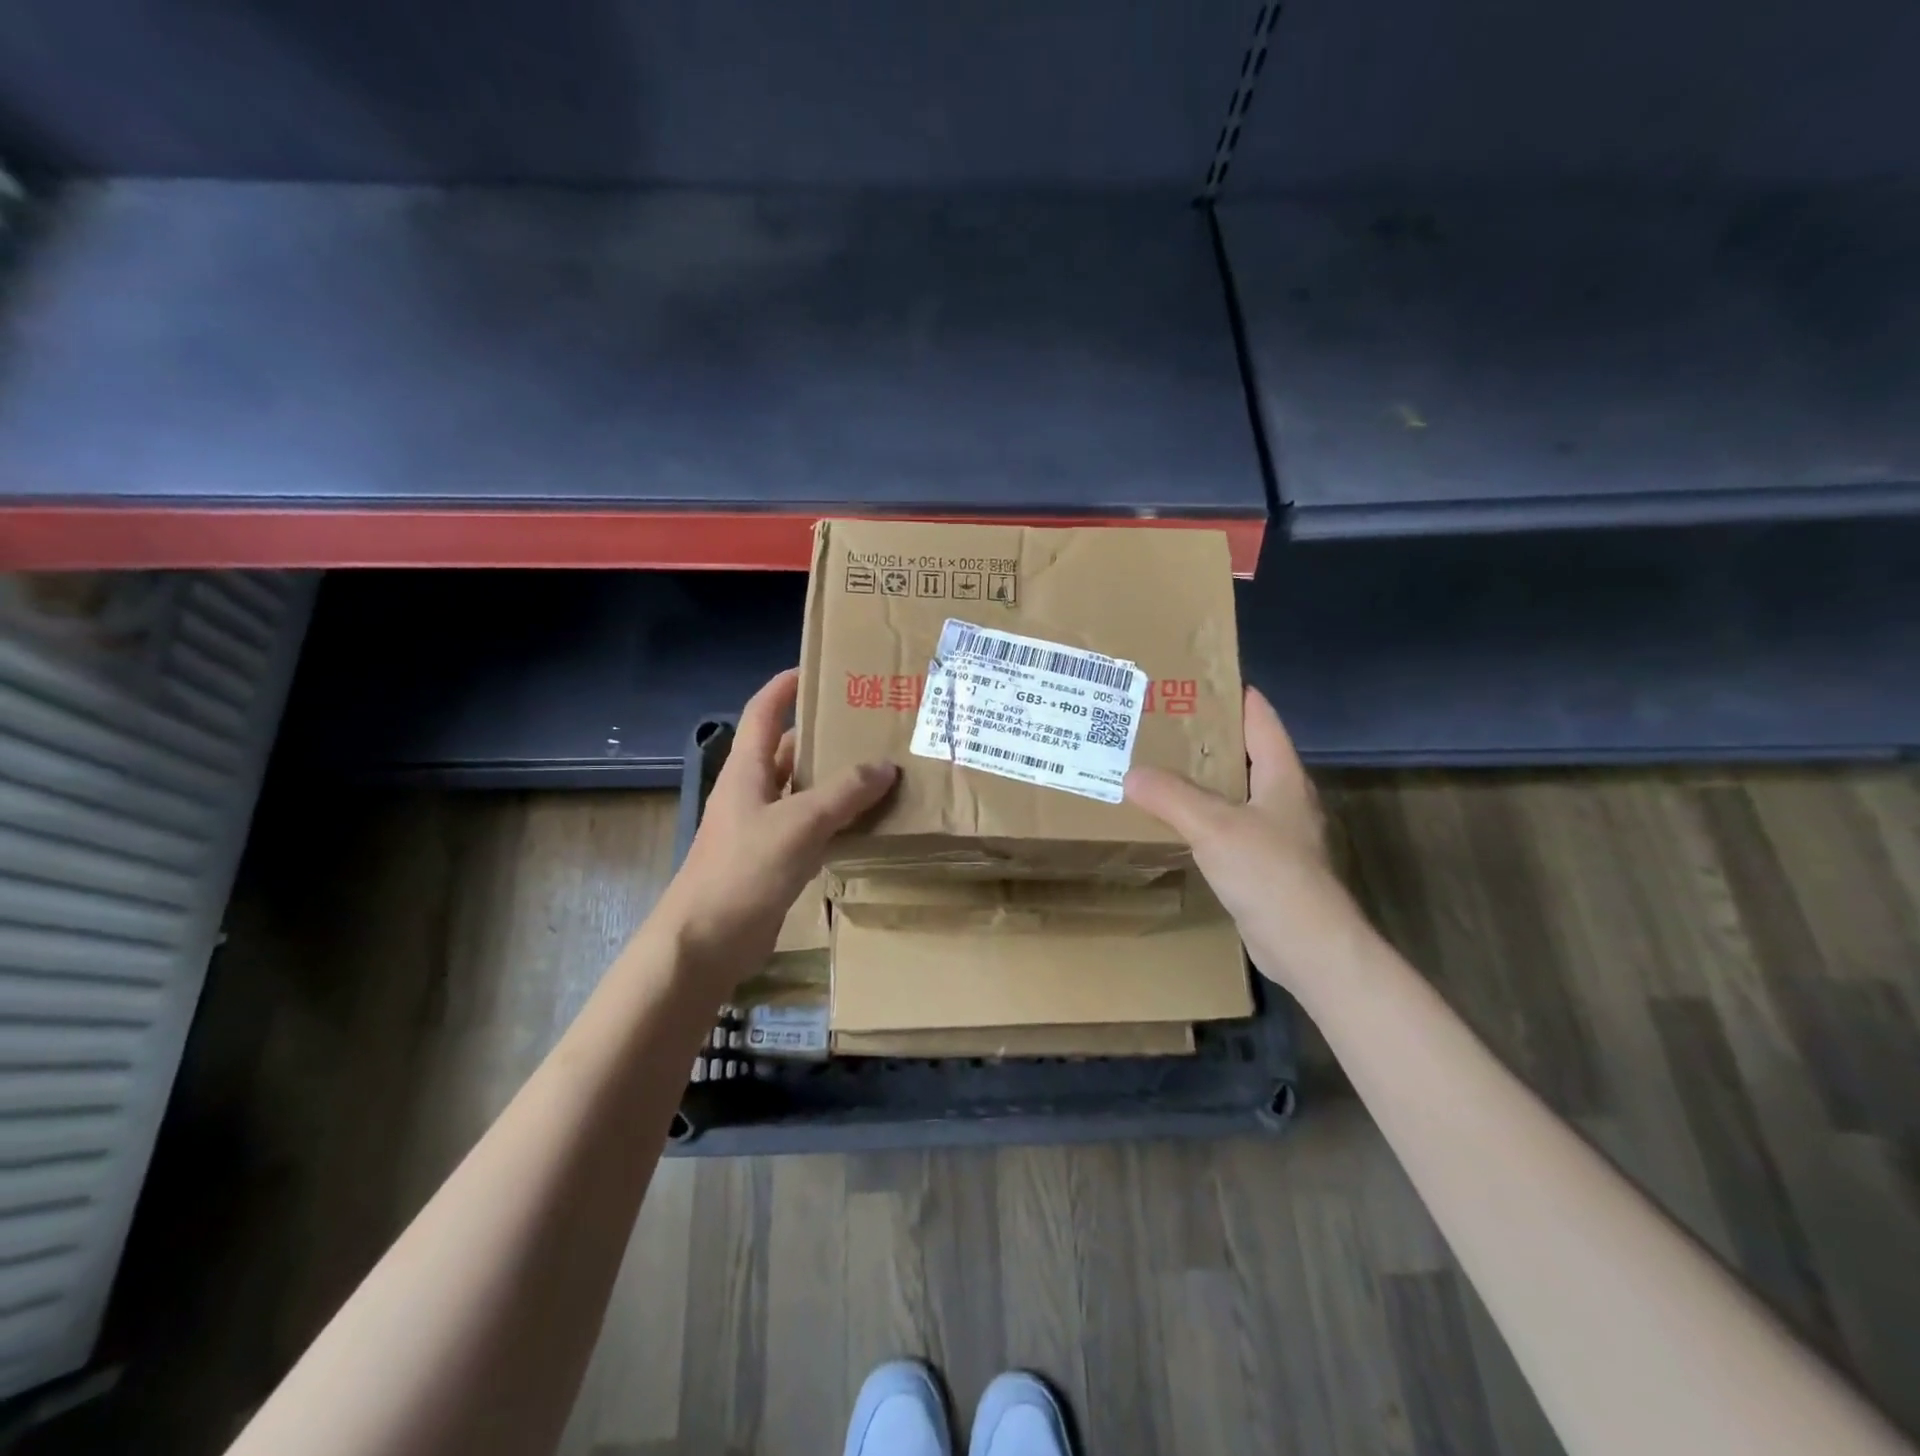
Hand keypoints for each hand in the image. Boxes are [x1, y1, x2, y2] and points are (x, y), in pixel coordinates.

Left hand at [657, 669, 897, 989]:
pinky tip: (868, 822)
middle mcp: (752, 791)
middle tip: (870, 724)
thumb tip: (884, 766)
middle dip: (824, 735)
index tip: (818, 669)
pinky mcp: (774, 860)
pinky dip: (836, 820)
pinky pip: (810, 827)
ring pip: (803, 791)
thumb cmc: (744, 870)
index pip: (763, 712)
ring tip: (882, 768)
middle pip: (788, 750)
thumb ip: (843, 793)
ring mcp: (762, 827)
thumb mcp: (799, 823)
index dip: (784, 687)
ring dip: (835, 780)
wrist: (706, 941)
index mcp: (747, 769)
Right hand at [1124, 686, 1368, 996]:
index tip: (1191, 680)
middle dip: (1204, 738)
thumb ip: (1171, 796)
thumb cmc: (1270, 873)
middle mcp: (1284, 797)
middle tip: (1157, 725)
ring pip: (1234, 792)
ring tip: (1156, 768)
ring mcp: (1278, 832)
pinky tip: (1174, 822)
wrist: (1309, 946)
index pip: (1259, 717)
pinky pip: (1229, 827)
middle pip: (1243, 753)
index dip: (1231, 693)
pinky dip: (1203, 818)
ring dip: (1201, 780)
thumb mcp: (1214, 827)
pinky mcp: (1266, 864)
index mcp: (1282, 774)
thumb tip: (1130, 773)